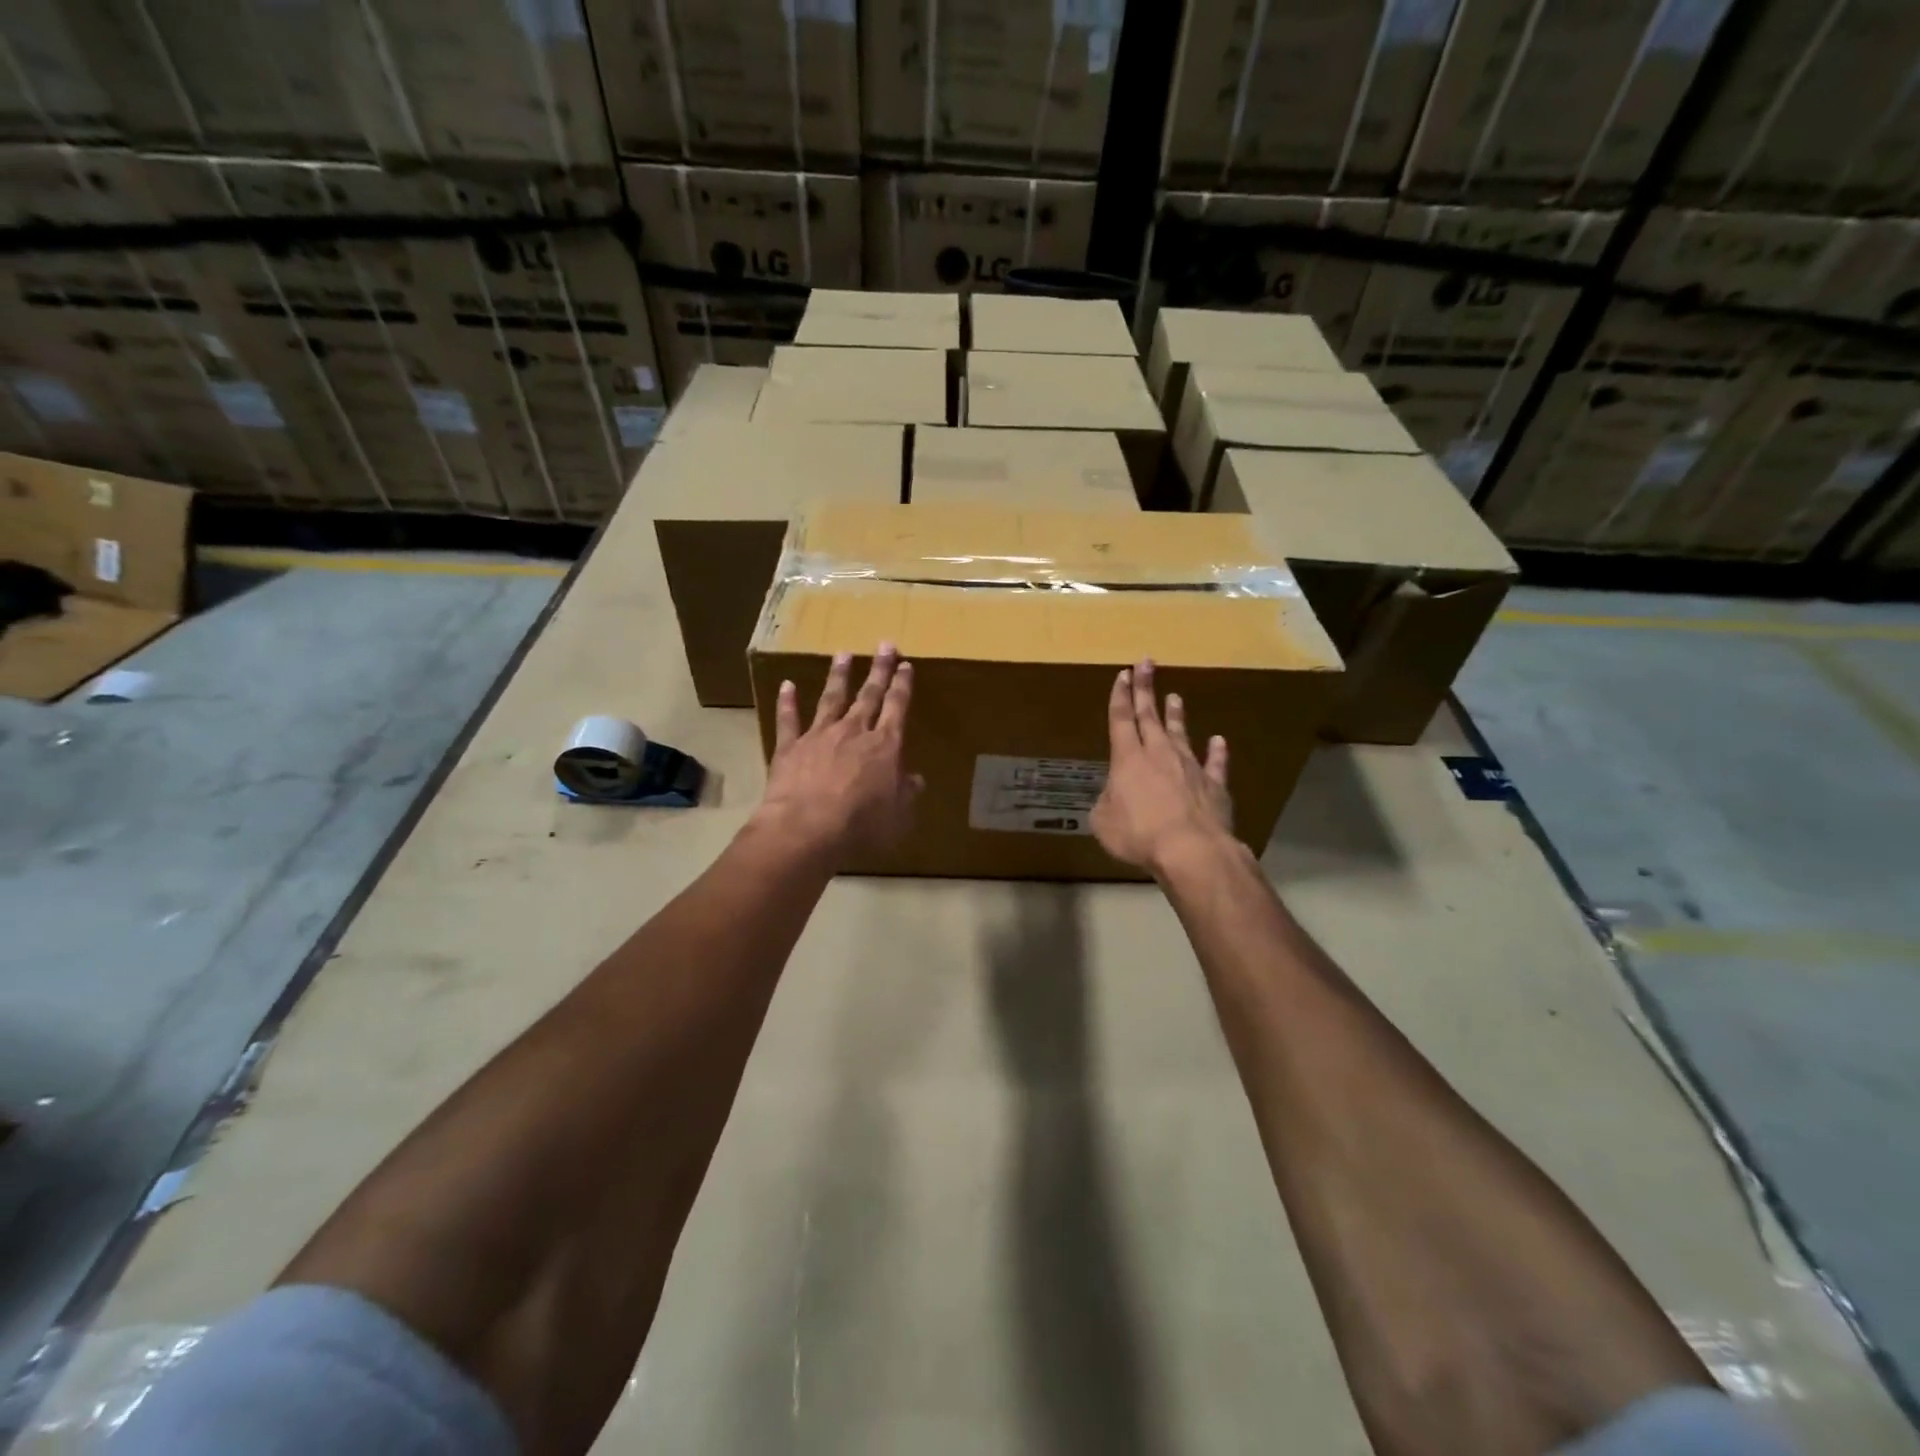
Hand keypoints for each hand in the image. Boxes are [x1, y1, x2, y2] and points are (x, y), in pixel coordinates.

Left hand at [754, 643, 923, 863]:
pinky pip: (788, 719)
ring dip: (839, 676)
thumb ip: (906, 795)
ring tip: (843, 654)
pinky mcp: (790, 747)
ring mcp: (819, 735)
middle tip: (885, 645)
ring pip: (832, 698)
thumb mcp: (898, 816)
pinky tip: (786, 685)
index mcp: (885, 746)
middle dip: (879, 670)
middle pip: (869, 695)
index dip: (903, 685)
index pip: (898, 707)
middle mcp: (854, 732)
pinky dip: (787, 702)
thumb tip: (916, 780)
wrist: (806, 829)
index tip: (906, 665)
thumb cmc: (861, 826)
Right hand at [1091, 659, 1233, 876]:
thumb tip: (1114, 797)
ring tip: (1175, 696)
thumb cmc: (1139, 835)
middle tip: (1146, 663)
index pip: (1121, 719)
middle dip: (1145, 689)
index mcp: (1128, 760)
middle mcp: (1159, 755)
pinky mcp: (1214, 785)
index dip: (1120, 696)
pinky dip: (1217, 751)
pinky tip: (1219, 740)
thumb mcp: (1104, 822)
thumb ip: (1107, 804)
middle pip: (1149, 716)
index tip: (1122, 674)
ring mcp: (1190, 767)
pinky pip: (1215, 763)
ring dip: (1175, 715)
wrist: (1191, 850)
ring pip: (1180, 733)